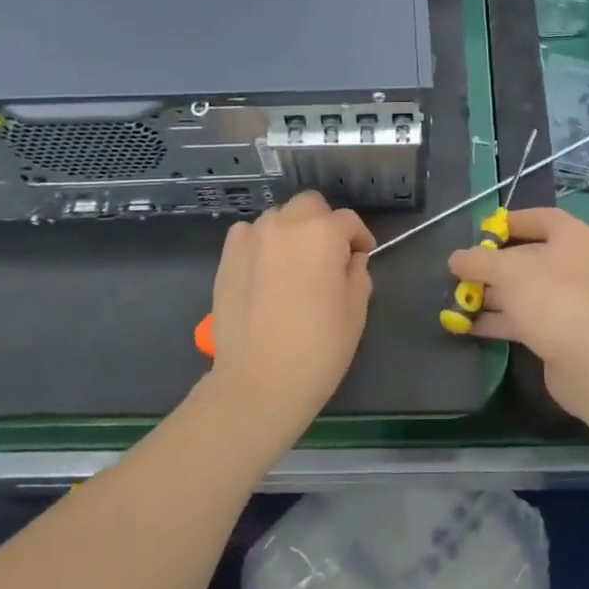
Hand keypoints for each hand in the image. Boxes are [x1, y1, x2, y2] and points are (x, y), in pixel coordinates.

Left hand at [203, 190, 374, 447]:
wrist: (258, 383)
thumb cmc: (318, 349)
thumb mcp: (355, 313)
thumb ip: (357, 275)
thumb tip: (351, 260)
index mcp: (323, 234)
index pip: (348, 221)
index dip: (359, 237)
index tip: (362, 257)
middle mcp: (285, 225)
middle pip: (310, 205)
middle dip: (324, 222)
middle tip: (330, 255)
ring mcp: (251, 239)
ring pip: (278, 217)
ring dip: (292, 230)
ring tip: (295, 262)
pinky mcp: (226, 258)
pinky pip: (248, 234)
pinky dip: (261, 242)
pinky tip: (266, 268)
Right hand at [447, 207, 588, 421]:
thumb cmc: (552, 300)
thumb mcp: (507, 272)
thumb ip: (478, 260)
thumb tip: (456, 258)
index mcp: (573, 238)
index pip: (540, 218)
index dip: (510, 222)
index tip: (480, 231)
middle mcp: (576, 264)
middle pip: (529, 256)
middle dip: (493, 265)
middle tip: (462, 271)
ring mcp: (572, 300)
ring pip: (526, 290)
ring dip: (493, 295)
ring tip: (458, 300)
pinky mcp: (564, 331)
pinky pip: (528, 317)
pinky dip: (502, 319)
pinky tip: (471, 326)